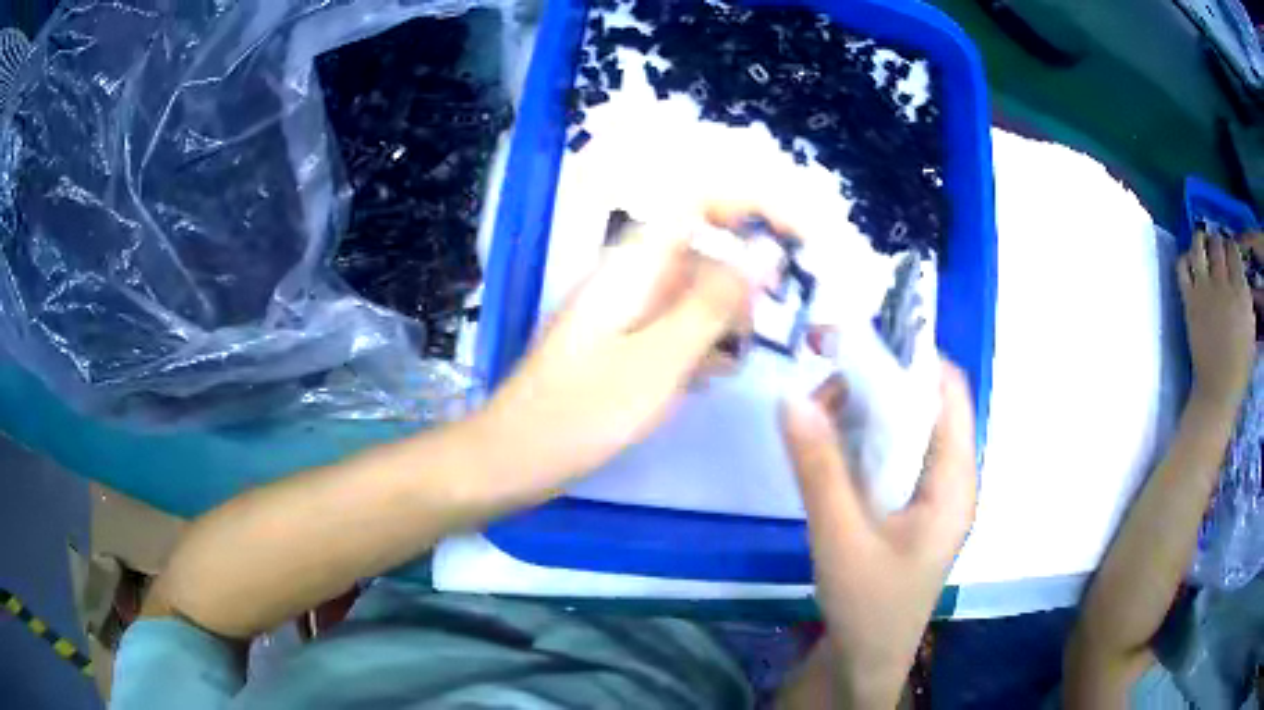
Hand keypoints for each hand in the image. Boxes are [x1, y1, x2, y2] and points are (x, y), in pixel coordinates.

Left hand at [478, 219, 777, 495]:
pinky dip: (700, 347)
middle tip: (764, 330)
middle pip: (706, 252)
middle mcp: (632, 278)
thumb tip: (767, 253)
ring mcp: (627, 312)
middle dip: (744, 283)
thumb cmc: (583, 410)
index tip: (798, 237)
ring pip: (696, 295)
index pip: (700, 204)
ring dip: (725, 322)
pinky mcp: (625, 344)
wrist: (515, 457)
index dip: (752, 207)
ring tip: (726, 365)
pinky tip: (705, 381)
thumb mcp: (660, 358)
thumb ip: (716, 303)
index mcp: (635, 265)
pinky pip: (677, 328)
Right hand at [781, 362, 976, 707]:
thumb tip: (792, 396)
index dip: (912, 355)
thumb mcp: (841, 538)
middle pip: (922, 406)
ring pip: (901, 430)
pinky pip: (887, 457)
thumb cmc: (869, 605)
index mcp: (954, 481)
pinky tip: (824, 439)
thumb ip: (819, 468)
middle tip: (822, 371)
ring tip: (815, 407)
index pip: (948, 393)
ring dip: (862, 410)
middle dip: (876, 381)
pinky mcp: (903, 508)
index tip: (859, 336)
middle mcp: (947, 478)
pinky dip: (858, 440)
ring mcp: (926, 494)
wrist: (865, 662)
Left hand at [1178, 230, 1255, 409]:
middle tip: (1215, 248)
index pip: (1234, 250)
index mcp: (1241, 291)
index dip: (1230, 246)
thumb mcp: (1250, 327)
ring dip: (1199, 240)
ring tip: (1201, 245)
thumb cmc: (1240, 365)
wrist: (1219, 388)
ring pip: (1198, 246)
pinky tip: (1189, 264)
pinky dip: (1184, 259)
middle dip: (1216, 240)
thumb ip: (1245, 298)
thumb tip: (1240, 279)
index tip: (1229, 250)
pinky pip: (1182, 266)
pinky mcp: (1189, 300)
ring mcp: (1205, 289)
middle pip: (1216, 243)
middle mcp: (1224, 284)